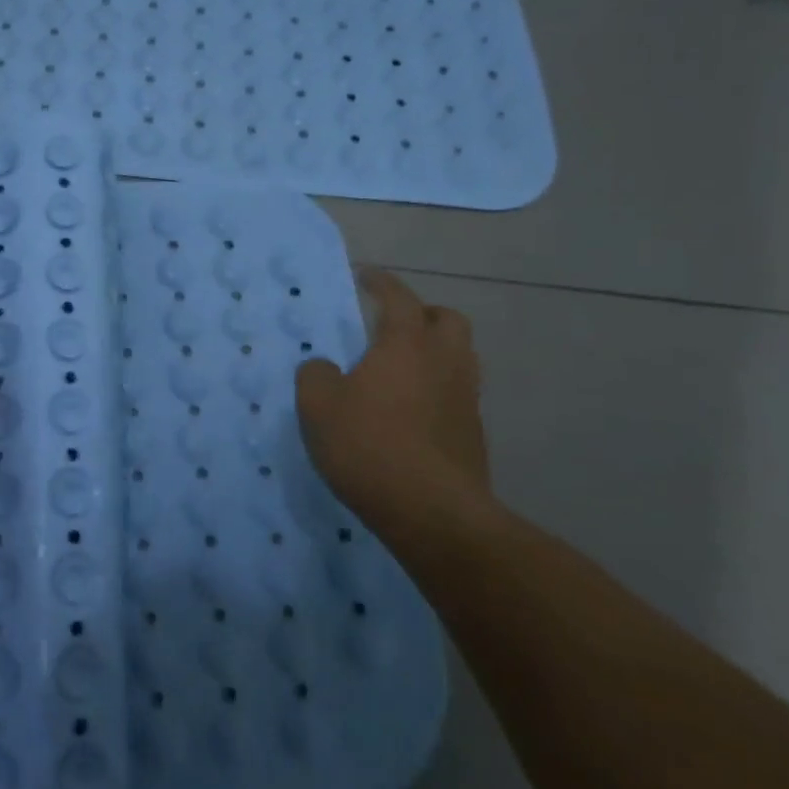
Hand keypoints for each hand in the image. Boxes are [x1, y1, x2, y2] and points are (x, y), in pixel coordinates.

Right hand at [295, 270, 493, 548]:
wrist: (432, 513)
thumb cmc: (369, 446)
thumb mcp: (318, 406)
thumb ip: (316, 374)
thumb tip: (325, 367)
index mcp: (406, 344)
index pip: (398, 297)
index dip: (381, 283)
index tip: (365, 276)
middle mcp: (444, 362)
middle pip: (447, 320)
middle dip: (422, 314)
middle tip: (392, 325)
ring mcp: (465, 399)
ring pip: (459, 357)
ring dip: (434, 352)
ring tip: (400, 369)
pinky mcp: (473, 434)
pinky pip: (457, 394)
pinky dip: (436, 389)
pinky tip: (410, 411)